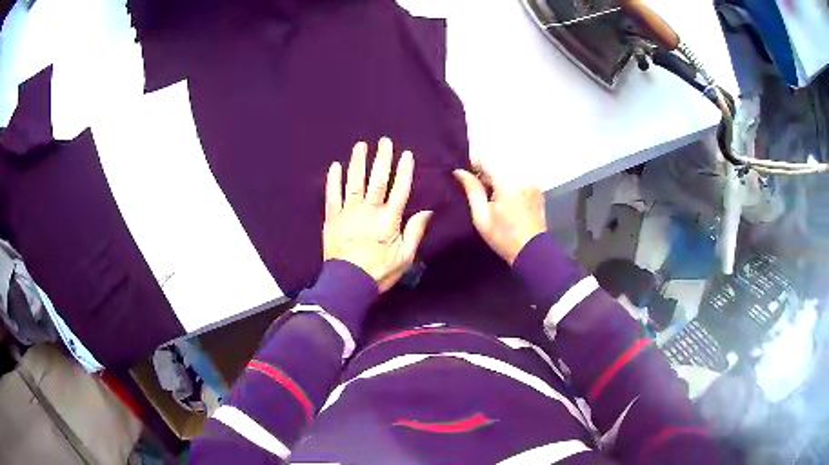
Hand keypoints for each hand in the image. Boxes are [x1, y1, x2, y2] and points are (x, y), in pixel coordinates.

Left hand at [323, 138, 432, 292]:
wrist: (348, 285)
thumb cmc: (379, 273)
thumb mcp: (405, 257)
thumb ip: (415, 232)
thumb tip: (427, 211)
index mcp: (389, 220)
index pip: (399, 190)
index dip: (404, 171)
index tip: (406, 154)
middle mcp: (369, 211)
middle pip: (377, 181)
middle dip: (382, 159)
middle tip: (384, 141)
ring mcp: (348, 213)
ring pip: (354, 183)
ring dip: (358, 163)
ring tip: (361, 145)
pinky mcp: (332, 219)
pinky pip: (332, 196)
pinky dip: (333, 181)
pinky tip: (335, 166)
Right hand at [453, 163, 546, 264]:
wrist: (532, 250)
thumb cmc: (503, 236)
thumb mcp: (481, 216)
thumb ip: (472, 190)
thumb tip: (459, 172)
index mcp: (507, 182)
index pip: (486, 162)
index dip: (473, 165)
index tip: (464, 174)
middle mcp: (521, 177)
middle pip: (498, 165)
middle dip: (486, 173)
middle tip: (475, 186)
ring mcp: (531, 183)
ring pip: (508, 172)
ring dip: (497, 178)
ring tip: (489, 192)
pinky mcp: (537, 190)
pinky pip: (519, 179)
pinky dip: (509, 184)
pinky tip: (504, 198)